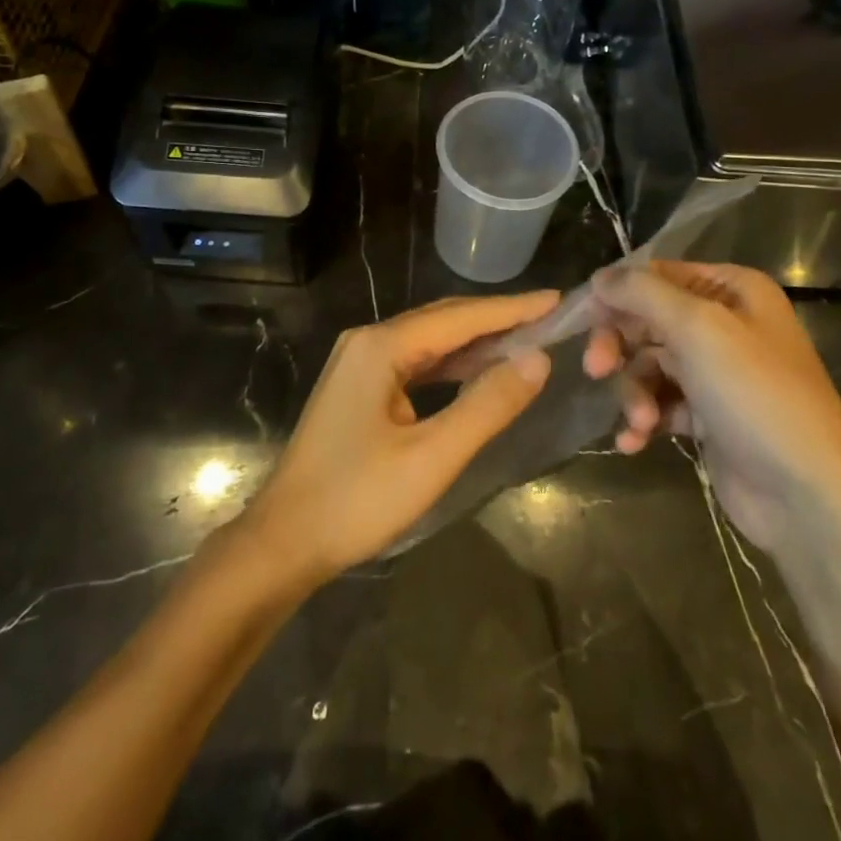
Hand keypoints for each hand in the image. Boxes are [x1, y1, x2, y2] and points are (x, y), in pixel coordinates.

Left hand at [240, 291, 557, 582]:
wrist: (283, 542)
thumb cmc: (356, 501)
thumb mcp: (431, 458)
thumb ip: (487, 406)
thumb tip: (539, 360)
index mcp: (381, 347)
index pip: (459, 317)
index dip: (511, 309)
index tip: (556, 299)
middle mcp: (368, 341)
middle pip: (443, 321)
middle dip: (496, 319)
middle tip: (549, 318)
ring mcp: (359, 363)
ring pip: (429, 341)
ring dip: (475, 342)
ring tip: (526, 340)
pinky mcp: (359, 386)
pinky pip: (415, 362)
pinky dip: (451, 364)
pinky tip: (477, 371)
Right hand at [582, 261, 840, 548]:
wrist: (808, 497)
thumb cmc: (755, 396)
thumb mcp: (697, 328)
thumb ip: (642, 293)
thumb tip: (600, 276)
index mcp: (733, 290)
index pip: (658, 275)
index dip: (617, 294)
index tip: (582, 318)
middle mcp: (727, 324)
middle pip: (648, 320)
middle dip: (620, 346)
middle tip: (596, 369)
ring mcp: (719, 374)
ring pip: (650, 365)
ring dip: (634, 391)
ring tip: (639, 420)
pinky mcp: (710, 418)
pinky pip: (661, 404)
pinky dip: (644, 419)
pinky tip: (634, 441)